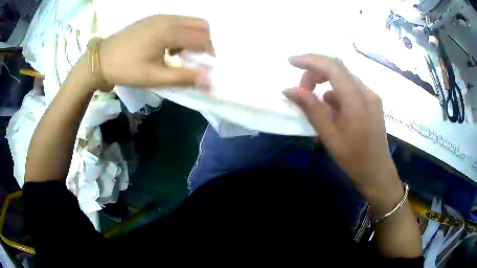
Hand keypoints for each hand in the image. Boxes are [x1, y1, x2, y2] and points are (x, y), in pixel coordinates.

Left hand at [97, 15, 210, 88]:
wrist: (101, 59)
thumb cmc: (127, 69)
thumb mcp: (154, 77)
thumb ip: (183, 77)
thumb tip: (209, 81)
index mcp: (169, 31)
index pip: (203, 37)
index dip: (210, 52)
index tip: (206, 66)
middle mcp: (168, 18)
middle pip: (201, 25)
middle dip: (205, 42)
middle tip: (196, 59)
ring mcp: (160, 16)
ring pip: (190, 21)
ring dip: (193, 37)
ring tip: (180, 54)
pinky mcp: (153, 18)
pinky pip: (177, 21)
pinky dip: (182, 32)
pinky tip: (169, 46)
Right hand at [284, 54, 402, 214]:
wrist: (377, 171)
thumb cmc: (353, 158)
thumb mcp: (329, 136)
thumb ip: (311, 109)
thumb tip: (289, 90)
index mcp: (356, 99)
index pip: (331, 66)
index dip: (309, 60)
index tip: (291, 62)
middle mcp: (366, 91)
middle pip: (337, 66)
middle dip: (315, 71)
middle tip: (302, 89)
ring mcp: (371, 95)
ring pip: (344, 76)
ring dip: (325, 80)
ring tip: (314, 100)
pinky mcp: (372, 101)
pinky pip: (351, 87)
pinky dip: (336, 90)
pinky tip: (332, 109)